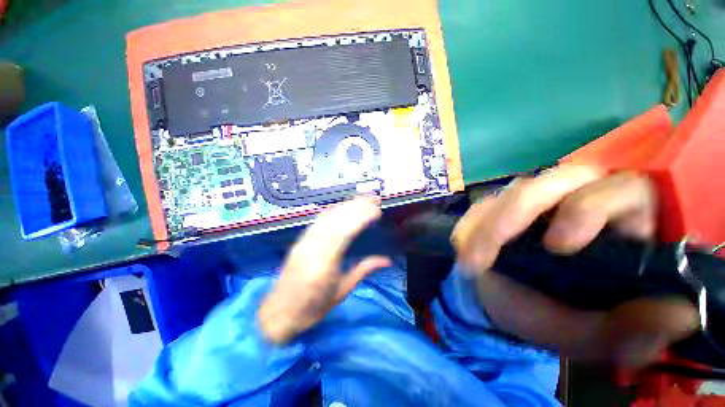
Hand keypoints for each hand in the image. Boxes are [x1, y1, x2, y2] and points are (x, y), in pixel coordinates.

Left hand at [258, 197, 391, 343]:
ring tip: (362, 199)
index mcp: (324, 264)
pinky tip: (343, 206)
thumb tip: (387, 260)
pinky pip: (318, 220)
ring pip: (326, 216)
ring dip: (346, 205)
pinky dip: (333, 210)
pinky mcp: (300, 240)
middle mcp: (312, 248)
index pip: (344, 233)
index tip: (377, 211)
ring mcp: (303, 242)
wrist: (280, 313)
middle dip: (356, 206)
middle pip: (335, 220)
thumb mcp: (342, 291)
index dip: (361, 218)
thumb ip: (365, 270)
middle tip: (373, 199)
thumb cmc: (313, 308)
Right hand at [452, 165, 698, 365]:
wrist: (510, 305)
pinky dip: (469, 226)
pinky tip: (461, 248)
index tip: (557, 247)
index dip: (590, 208)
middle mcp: (576, 200)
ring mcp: (532, 202)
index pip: (623, 189)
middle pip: (553, 180)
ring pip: (512, 192)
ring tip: (470, 262)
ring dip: (485, 225)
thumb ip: (631, 331)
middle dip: (516, 214)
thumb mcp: (594, 335)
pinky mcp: (498, 207)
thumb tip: (681, 316)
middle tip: (486, 255)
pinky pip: (480, 207)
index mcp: (620, 223)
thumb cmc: (556, 317)